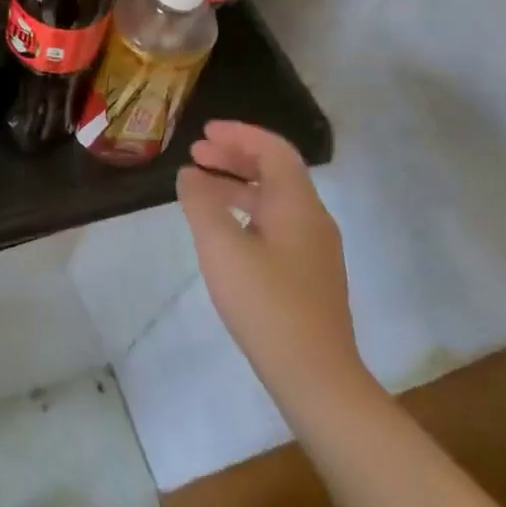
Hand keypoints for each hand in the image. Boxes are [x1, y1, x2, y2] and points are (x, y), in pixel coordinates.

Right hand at [176, 121, 366, 400]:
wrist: (314, 374)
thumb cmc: (266, 303)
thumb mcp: (221, 247)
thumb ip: (202, 203)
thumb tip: (190, 175)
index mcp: (297, 205)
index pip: (274, 151)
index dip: (239, 135)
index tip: (204, 132)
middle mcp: (312, 219)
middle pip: (276, 172)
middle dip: (236, 156)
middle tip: (197, 154)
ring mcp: (314, 249)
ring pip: (275, 200)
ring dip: (238, 185)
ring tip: (200, 188)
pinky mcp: (308, 274)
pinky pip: (276, 224)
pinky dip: (246, 211)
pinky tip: (223, 230)